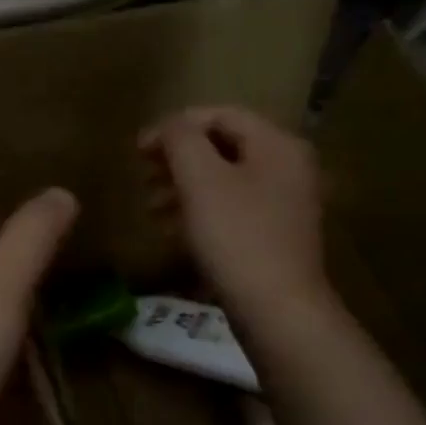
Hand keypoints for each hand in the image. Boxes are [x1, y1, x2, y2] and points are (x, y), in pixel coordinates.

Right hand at [139, 107, 335, 325]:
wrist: (276, 309)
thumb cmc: (236, 237)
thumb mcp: (200, 179)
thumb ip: (180, 140)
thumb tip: (169, 126)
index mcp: (277, 145)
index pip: (220, 115)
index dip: (174, 127)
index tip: (137, 151)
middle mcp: (288, 168)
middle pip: (223, 148)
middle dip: (177, 159)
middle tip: (143, 178)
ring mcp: (284, 205)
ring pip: (224, 182)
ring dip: (183, 188)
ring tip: (152, 208)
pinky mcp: (274, 237)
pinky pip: (232, 211)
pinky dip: (200, 213)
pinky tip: (174, 232)